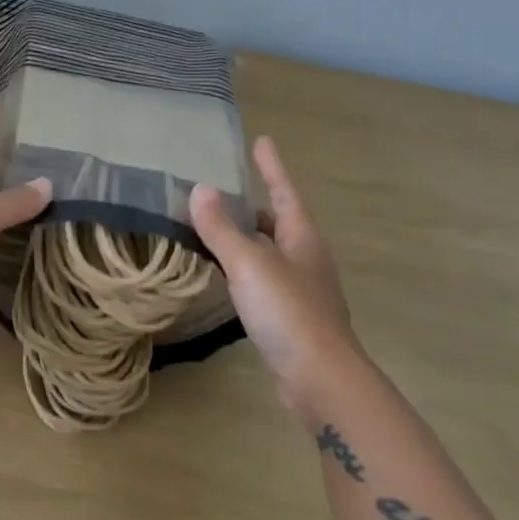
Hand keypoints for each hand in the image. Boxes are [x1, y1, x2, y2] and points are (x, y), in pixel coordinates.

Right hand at [189, 136, 360, 411]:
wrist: (319, 379)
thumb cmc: (288, 312)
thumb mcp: (249, 264)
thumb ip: (222, 229)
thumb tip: (199, 189)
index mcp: (302, 238)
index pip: (283, 192)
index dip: (271, 167)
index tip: (261, 141)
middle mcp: (305, 259)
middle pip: (278, 221)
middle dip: (254, 205)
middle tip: (222, 190)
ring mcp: (300, 290)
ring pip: (269, 252)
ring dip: (245, 238)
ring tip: (214, 228)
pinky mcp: (290, 318)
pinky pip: (261, 279)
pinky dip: (242, 268)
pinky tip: (223, 276)